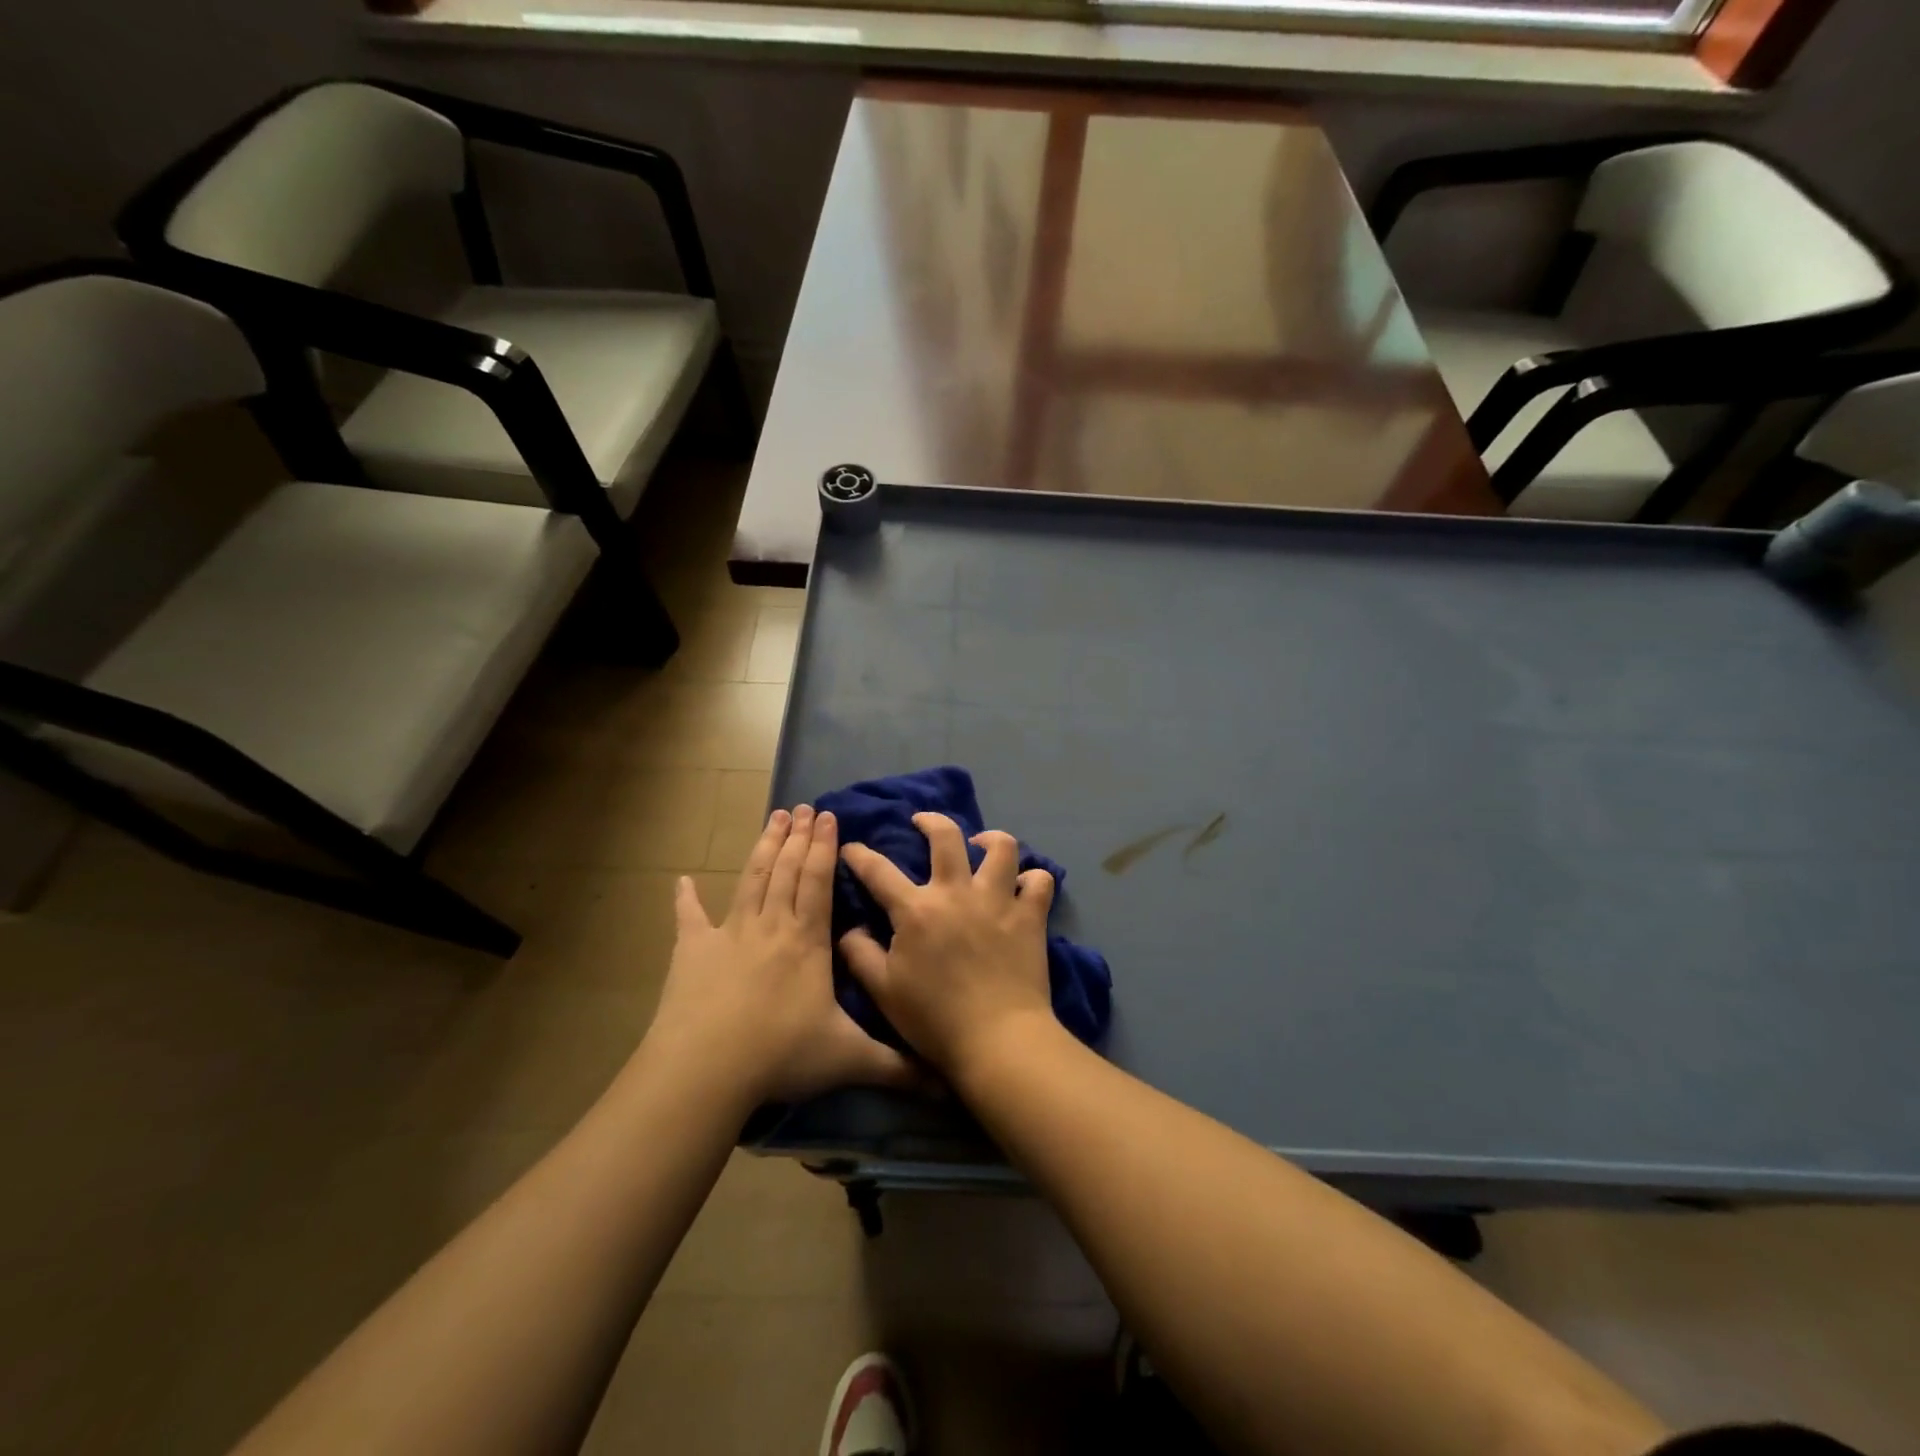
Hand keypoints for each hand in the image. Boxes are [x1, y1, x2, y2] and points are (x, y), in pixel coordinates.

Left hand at [646, 806, 916, 1104]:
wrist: (707, 1070)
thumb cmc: (781, 1055)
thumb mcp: (849, 1060)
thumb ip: (897, 1066)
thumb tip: (946, 1082)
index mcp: (807, 941)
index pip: (819, 881)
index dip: (824, 847)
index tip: (828, 816)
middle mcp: (771, 926)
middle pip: (787, 870)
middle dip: (798, 837)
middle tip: (802, 807)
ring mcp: (729, 935)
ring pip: (751, 880)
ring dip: (763, 848)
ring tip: (772, 818)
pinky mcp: (692, 952)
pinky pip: (689, 919)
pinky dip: (686, 899)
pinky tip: (682, 880)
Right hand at [839, 813, 1057, 1082]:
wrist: (997, 1040)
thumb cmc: (934, 1019)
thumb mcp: (882, 991)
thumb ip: (860, 954)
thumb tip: (851, 928)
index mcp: (916, 910)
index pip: (878, 871)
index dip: (859, 854)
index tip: (851, 846)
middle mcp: (957, 892)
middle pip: (946, 836)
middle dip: (930, 820)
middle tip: (922, 822)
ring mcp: (998, 900)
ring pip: (1002, 848)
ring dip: (991, 839)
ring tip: (982, 844)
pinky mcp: (1030, 916)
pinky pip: (1039, 881)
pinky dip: (1032, 879)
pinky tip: (1023, 885)